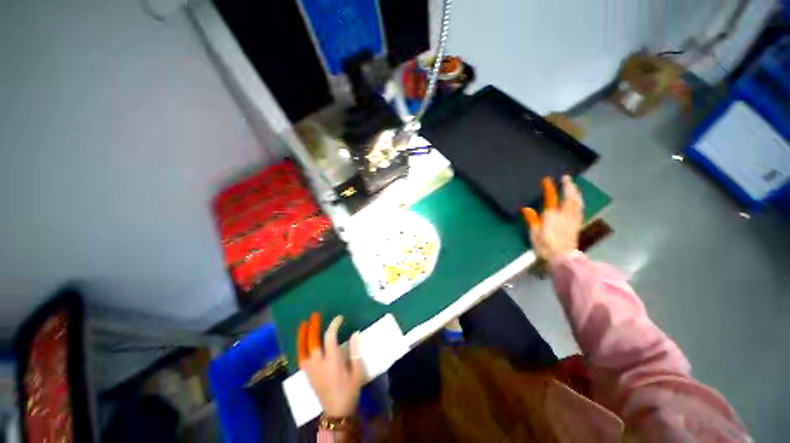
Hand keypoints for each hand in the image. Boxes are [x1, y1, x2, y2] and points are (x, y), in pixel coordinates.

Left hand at [298, 314, 364, 416]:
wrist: (337, 412)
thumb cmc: (350, 390)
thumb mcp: (358, 372)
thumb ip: (356, 352)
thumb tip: (355, 333)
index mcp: (332, 362)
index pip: (330, 338)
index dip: (333, 325)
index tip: (339, 317)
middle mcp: (319, 364)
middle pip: (312, 342)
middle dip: (312, 327)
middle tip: (314, 316)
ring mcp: (311, 371)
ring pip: (303, 350)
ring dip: (302, 336)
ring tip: (303, 324)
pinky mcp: (308, 376)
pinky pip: (301, 358)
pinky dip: (300, 348)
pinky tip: (302, 342)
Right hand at [522, 175, 583, 263]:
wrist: (563, 258)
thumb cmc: (545, 246)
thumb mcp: (534, 233)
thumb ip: (531, 219)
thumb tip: (526, 208)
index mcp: (552, 215)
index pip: (551, 198)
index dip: (549, 188)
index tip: (547, 179)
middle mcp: (565, 214)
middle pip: (570, 197)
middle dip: (569, 186)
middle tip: (567, 178)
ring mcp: (573, 219)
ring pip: (577, 202)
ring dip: (576, 192)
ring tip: (574, 187)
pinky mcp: (577, 225)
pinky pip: (579, 209)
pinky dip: (578, 202)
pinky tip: (578, 202)